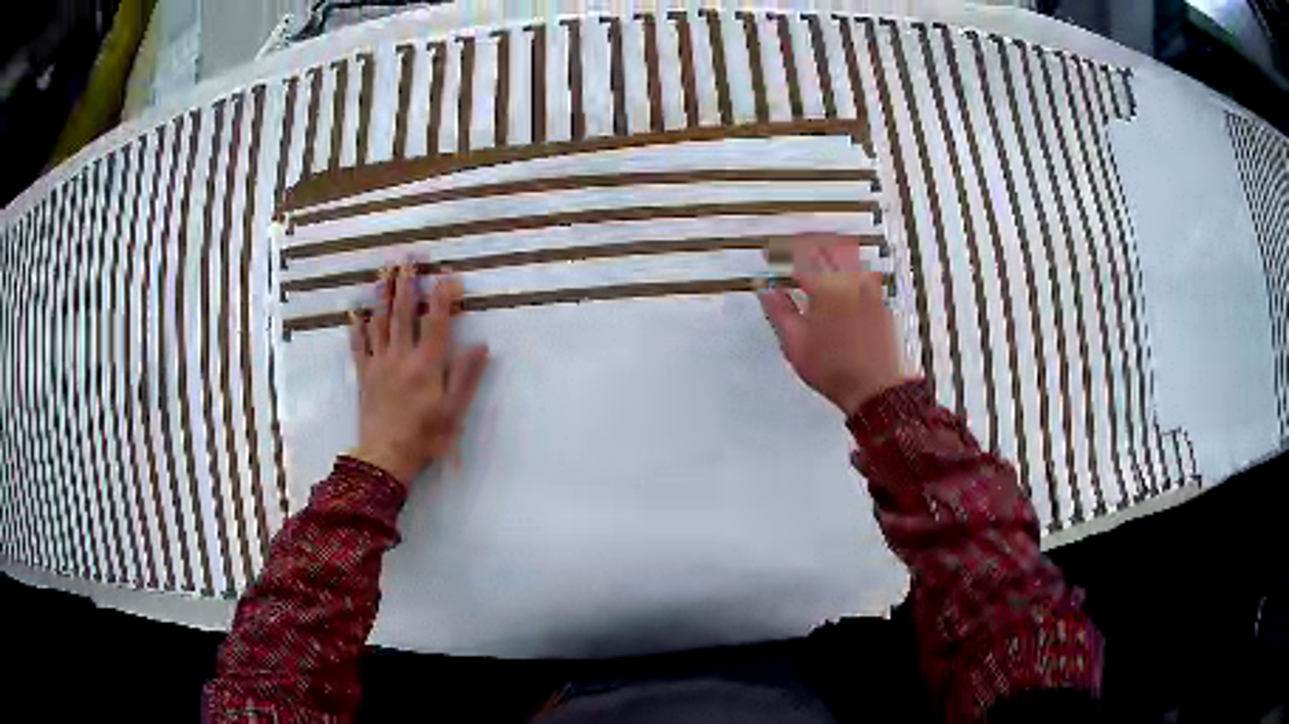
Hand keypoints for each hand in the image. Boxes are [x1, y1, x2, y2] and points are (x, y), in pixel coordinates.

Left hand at [348, 264, 488, 483]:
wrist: (385, 457)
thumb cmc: (425, 437)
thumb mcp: (454, 411)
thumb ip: (466, 376)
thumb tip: (481, 345)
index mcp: (427, 364)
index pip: (437, 322)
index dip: (443, 296)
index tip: (447, 273)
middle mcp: (401, 356)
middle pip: (403, 313)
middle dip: (406, 283)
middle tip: (407, 257)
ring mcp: (379, 364)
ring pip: (380, 322)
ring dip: (382, 294)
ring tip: (383, 271)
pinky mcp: (364, 375)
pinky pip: (359, 346)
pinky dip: (356, 328)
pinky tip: (354, 313)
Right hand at [758, 237, 906, 416]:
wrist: (873, 388)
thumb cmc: (835, 369)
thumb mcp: (795, 342)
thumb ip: (779, 311)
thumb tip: (766, 292)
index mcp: (825, 288)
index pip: (799, 257)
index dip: (781, 253)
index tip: (771, 254)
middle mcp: (849, 283)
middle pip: (826, 247)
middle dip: (806, 243)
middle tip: (792, 247)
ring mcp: (869, 291)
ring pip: (849, 257)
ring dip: (830, 250)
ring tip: (816, 255)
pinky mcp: (881, 303)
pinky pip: (864, 273)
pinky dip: (850, 268)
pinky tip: (843, 278)